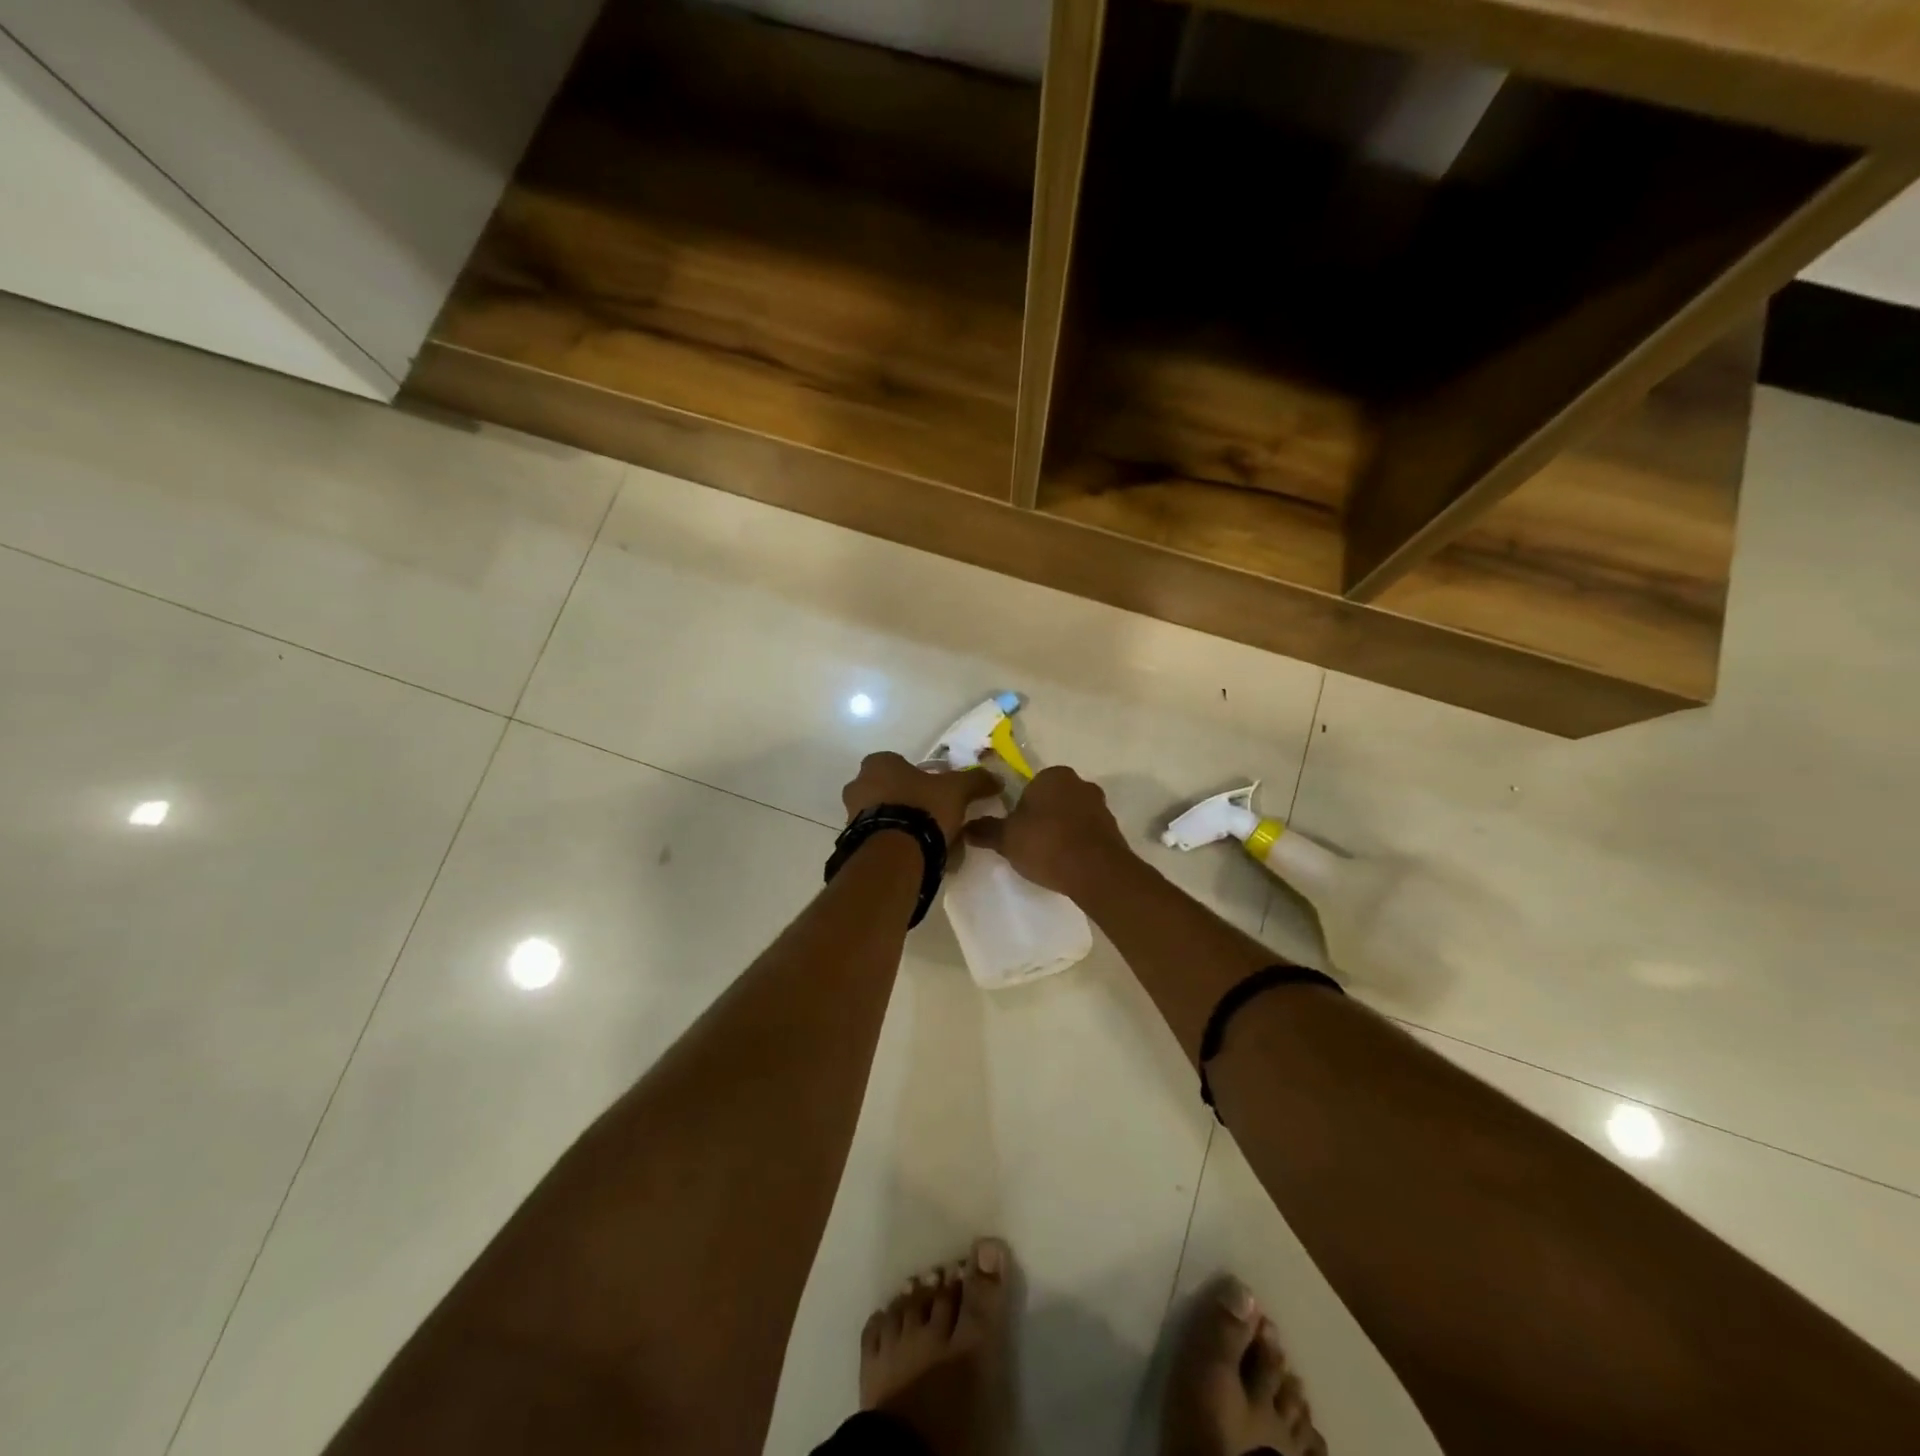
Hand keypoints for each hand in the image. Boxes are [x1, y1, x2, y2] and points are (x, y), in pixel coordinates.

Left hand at [841, 752, 1002, 845]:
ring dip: (903, 826)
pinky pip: (880, 840)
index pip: (899, 763)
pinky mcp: (854, 844)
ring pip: (884, 816)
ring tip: (931, 844)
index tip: (938, 792)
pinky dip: (896, 846)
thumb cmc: (922, 808)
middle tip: (936, 818)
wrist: (894, 854)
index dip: (920, 777)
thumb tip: (996, 779)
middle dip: (910, 802)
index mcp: (879, 764)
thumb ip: (975, 781)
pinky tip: (918, 858)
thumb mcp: (957, 790)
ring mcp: (851, 816)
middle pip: (889, 791)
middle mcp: (858, 785)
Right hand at [962, 765, 1131, 898]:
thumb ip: (985, 830)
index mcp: (1053, 775)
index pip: (1030, 786)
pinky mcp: (1113, 830)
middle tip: (1029, 843)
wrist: (1096, 871)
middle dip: (1042, 817)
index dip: (1020, 808)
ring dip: (1061, 830)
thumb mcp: (1006, 838)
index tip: (1015, 830)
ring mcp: (1100, 806)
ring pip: (1072, 815)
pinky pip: (1087, 833)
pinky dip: (1077, 844)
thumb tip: (965, 827)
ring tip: (1049, 857)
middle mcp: (1079, 783)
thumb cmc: (1046, 844)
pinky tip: (1068, 863)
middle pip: (1053, 799)